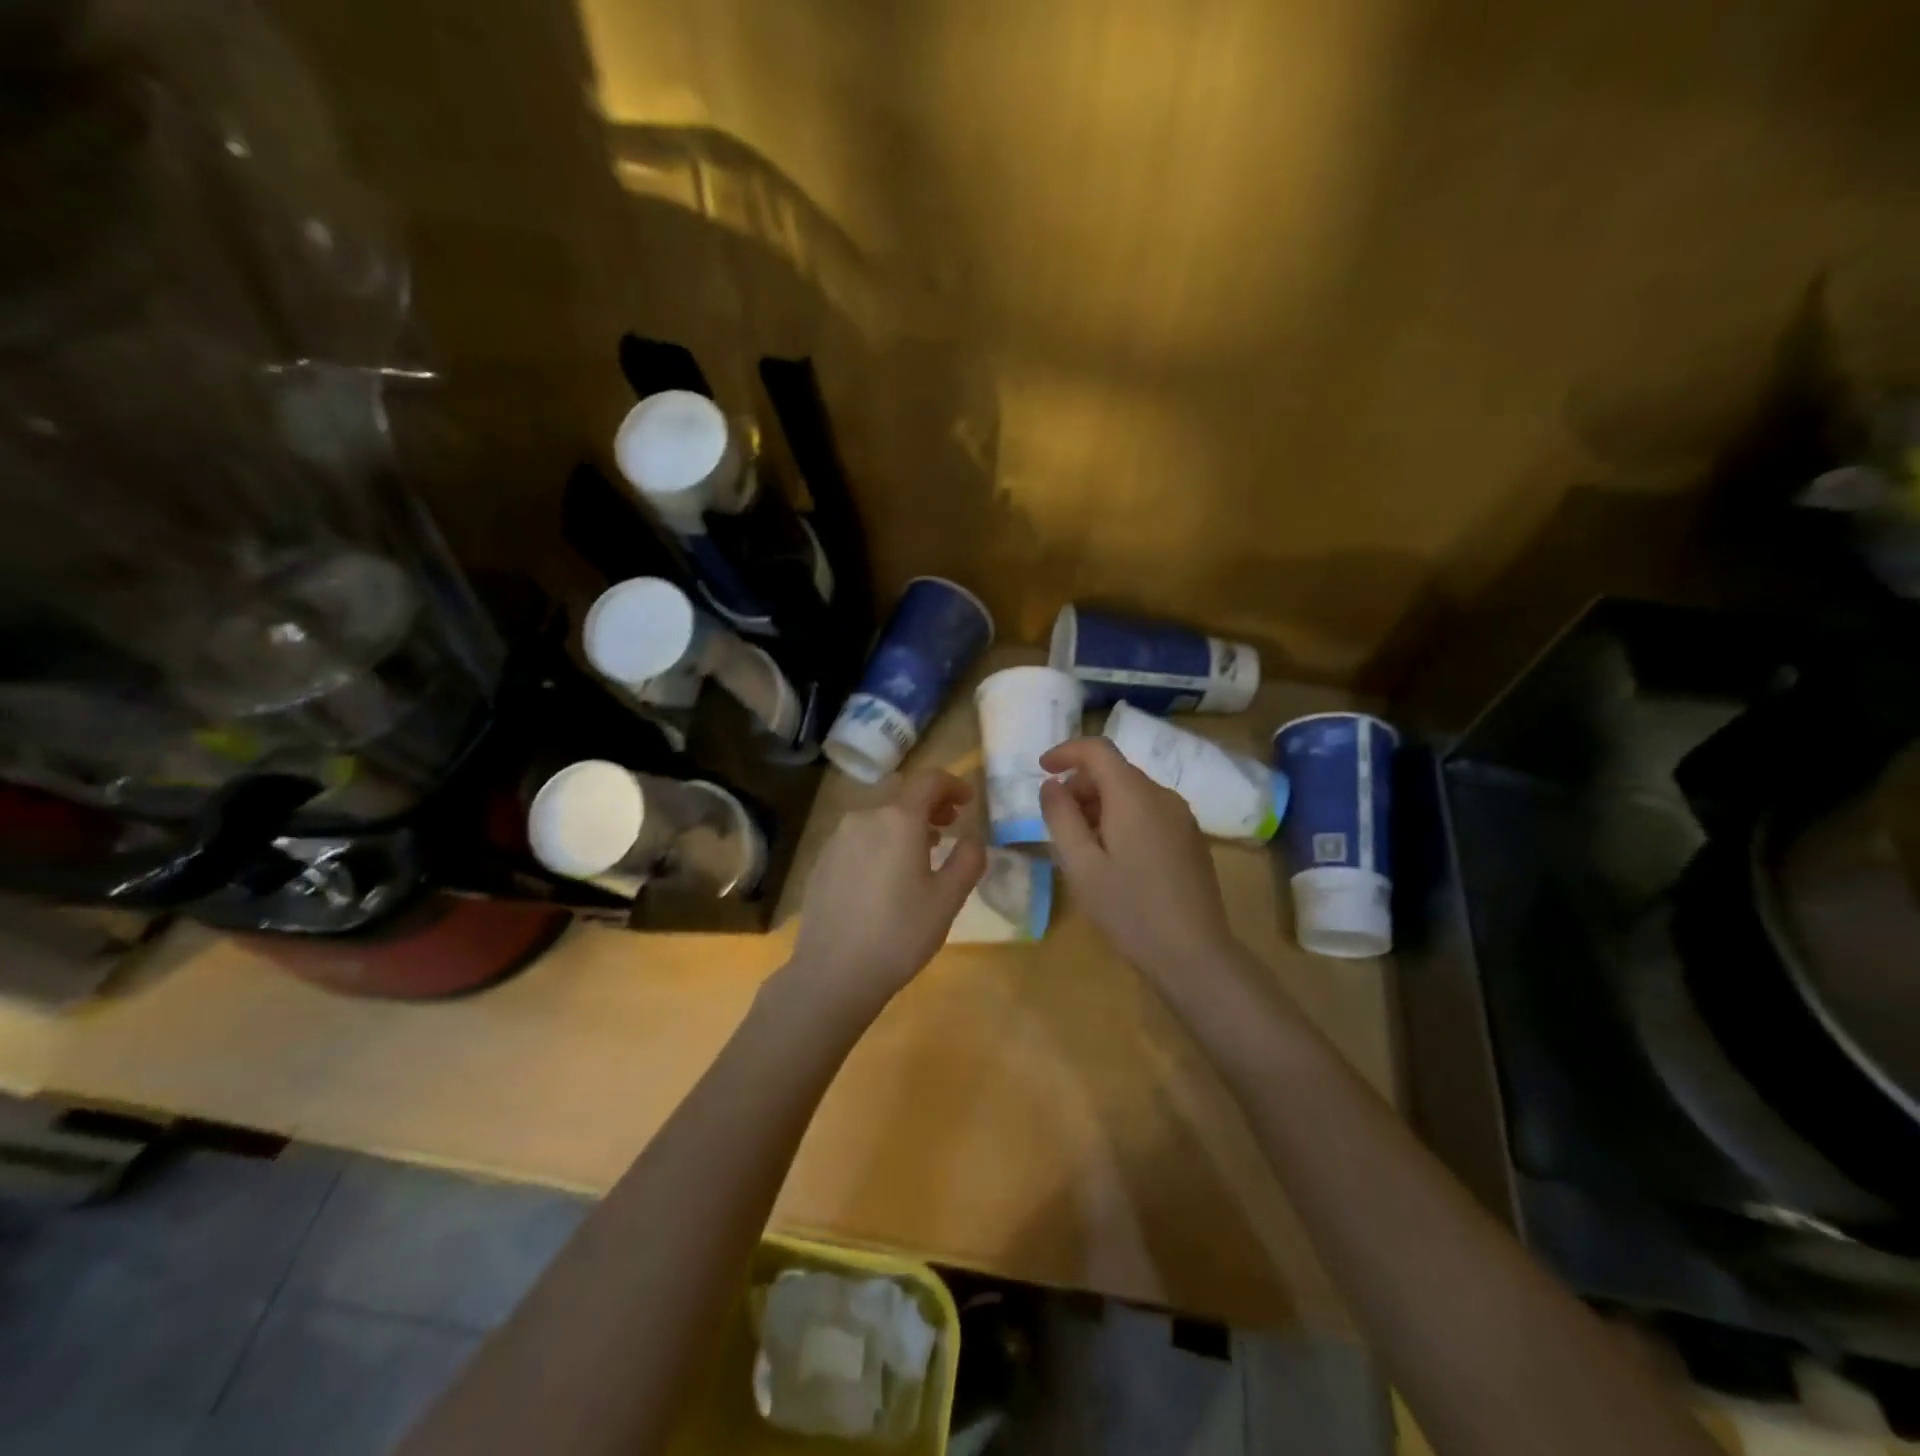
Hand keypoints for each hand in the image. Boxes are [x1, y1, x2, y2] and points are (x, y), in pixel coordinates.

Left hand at [789, 769, 985, 1012]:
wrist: (833, 973)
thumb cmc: (899, 934)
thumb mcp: (947, 900)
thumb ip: (967, 861)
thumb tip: (972, 840)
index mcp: (898, 820)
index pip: (929, 780)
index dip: (953, 784)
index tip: (967, 801)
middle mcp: (864, 818)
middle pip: (901, 795)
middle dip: (929, 804)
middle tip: (950, 825)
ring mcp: (837, 839)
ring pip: (878, 817)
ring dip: (904, 824)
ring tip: (922, 850)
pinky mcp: (822, 861)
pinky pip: (858, 838)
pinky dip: (880, 841)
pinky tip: (887, 874)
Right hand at [1039, 736, 1237, 981]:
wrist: (1194, 954)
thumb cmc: (1128, 908)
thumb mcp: (1080, 864)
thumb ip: (1061, 817)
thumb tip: (1052, 785)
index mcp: (1134, 795)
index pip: (1098, 750)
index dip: (1066, 751)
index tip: (1041, 768)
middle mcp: (1163, 796)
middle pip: (1116, 771)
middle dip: (1081, 784)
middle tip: (1057, 818)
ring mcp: (1182, 818)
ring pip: (1133, 793)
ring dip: (1100, 804)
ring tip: (1081, 843)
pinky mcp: (1191, 840)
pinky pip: (1150, 812)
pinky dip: (1123, 818)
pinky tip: (1113, 857)